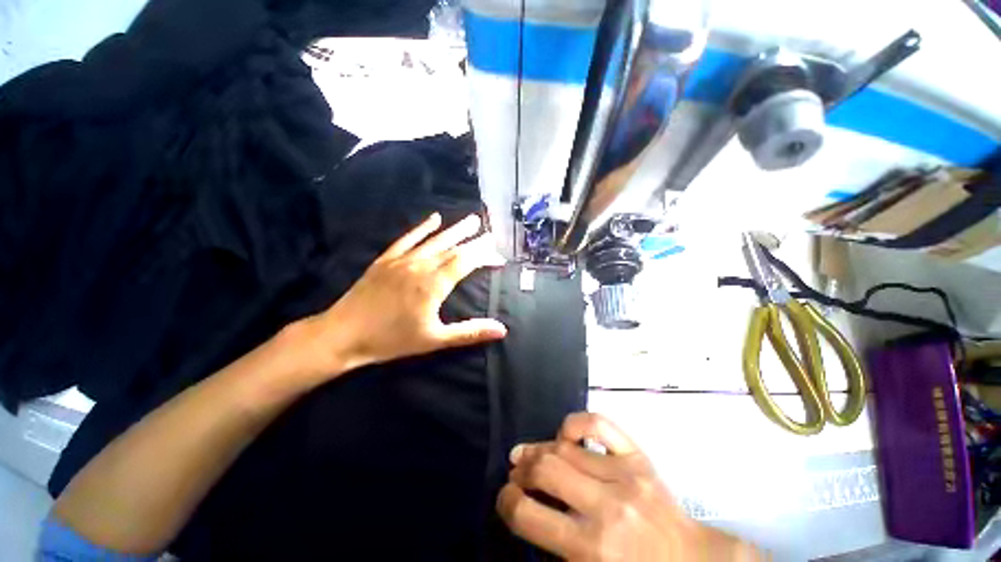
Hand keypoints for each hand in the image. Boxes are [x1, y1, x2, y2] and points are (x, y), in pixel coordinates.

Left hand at [295, 212, 507, 380]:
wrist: (343, 335)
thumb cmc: (391, 340)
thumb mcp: (435, 339)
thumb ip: (470, 332)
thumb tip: (502, 330)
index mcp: (434, 284)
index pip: (466, 262)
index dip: (484, 256)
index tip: (498, 256)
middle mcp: (421, 266)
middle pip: (453, 248)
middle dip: (475, 241)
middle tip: (491, 234)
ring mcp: (402, 260)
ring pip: (435, 240)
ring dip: (455, 230)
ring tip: (472, 220)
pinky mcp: (386, 259)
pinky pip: (408, 238)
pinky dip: (422, 227)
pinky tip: (434, 218)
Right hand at [497, 413, 762, 560]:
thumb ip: (556, 548)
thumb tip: (527, 511)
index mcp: (591, 548)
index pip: (527, 513)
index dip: (506, 502)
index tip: (505, 499)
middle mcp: (606, 505)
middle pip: (544, 469)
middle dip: (521, 471)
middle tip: (516, 475)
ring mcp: (624, 474)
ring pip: (565, 446)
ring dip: (539, 449)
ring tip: (529, 455)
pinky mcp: (638, 457)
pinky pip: (599, 424)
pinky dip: (575, 424)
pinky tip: (565, 436)